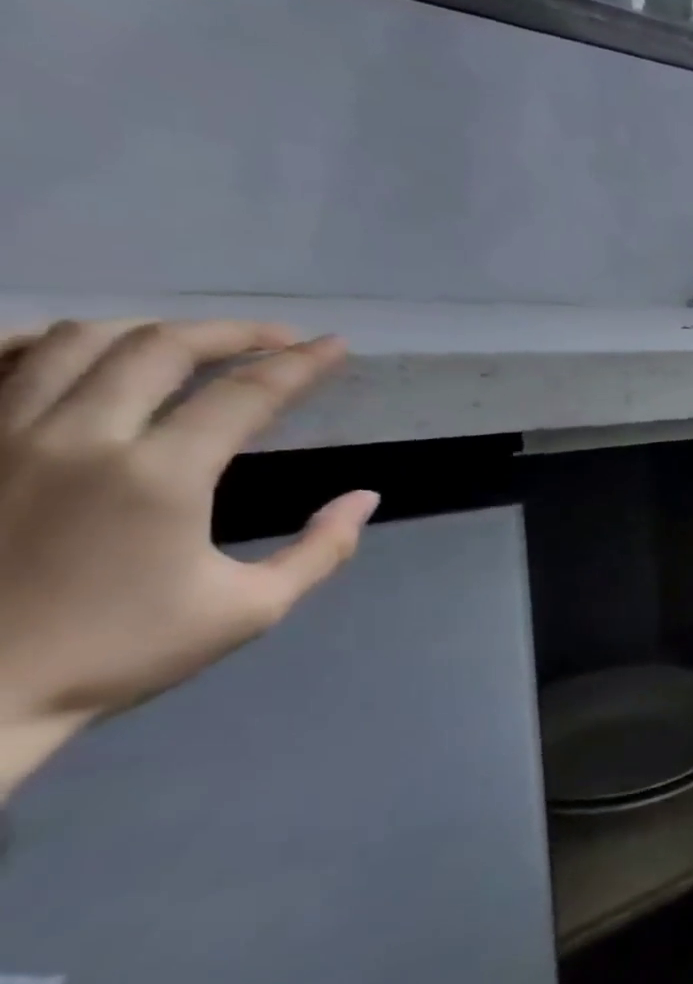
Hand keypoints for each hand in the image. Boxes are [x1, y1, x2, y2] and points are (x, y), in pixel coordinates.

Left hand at [0, 319, 377, 794]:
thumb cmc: (120, 652)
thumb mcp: (250, 610)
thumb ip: (321, 550)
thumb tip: (365, 498)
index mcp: (160, 476)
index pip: (245, 394)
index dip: (300, 365)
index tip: (336, 347)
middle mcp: (78, 437)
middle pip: (160, 347)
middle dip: (232, 331)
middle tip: (278, 337)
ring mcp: (0, 435)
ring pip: (75, 340)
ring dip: (151, 331)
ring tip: (194, 342)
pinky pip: (0, 361)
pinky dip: (49, 342)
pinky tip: (85, 352)